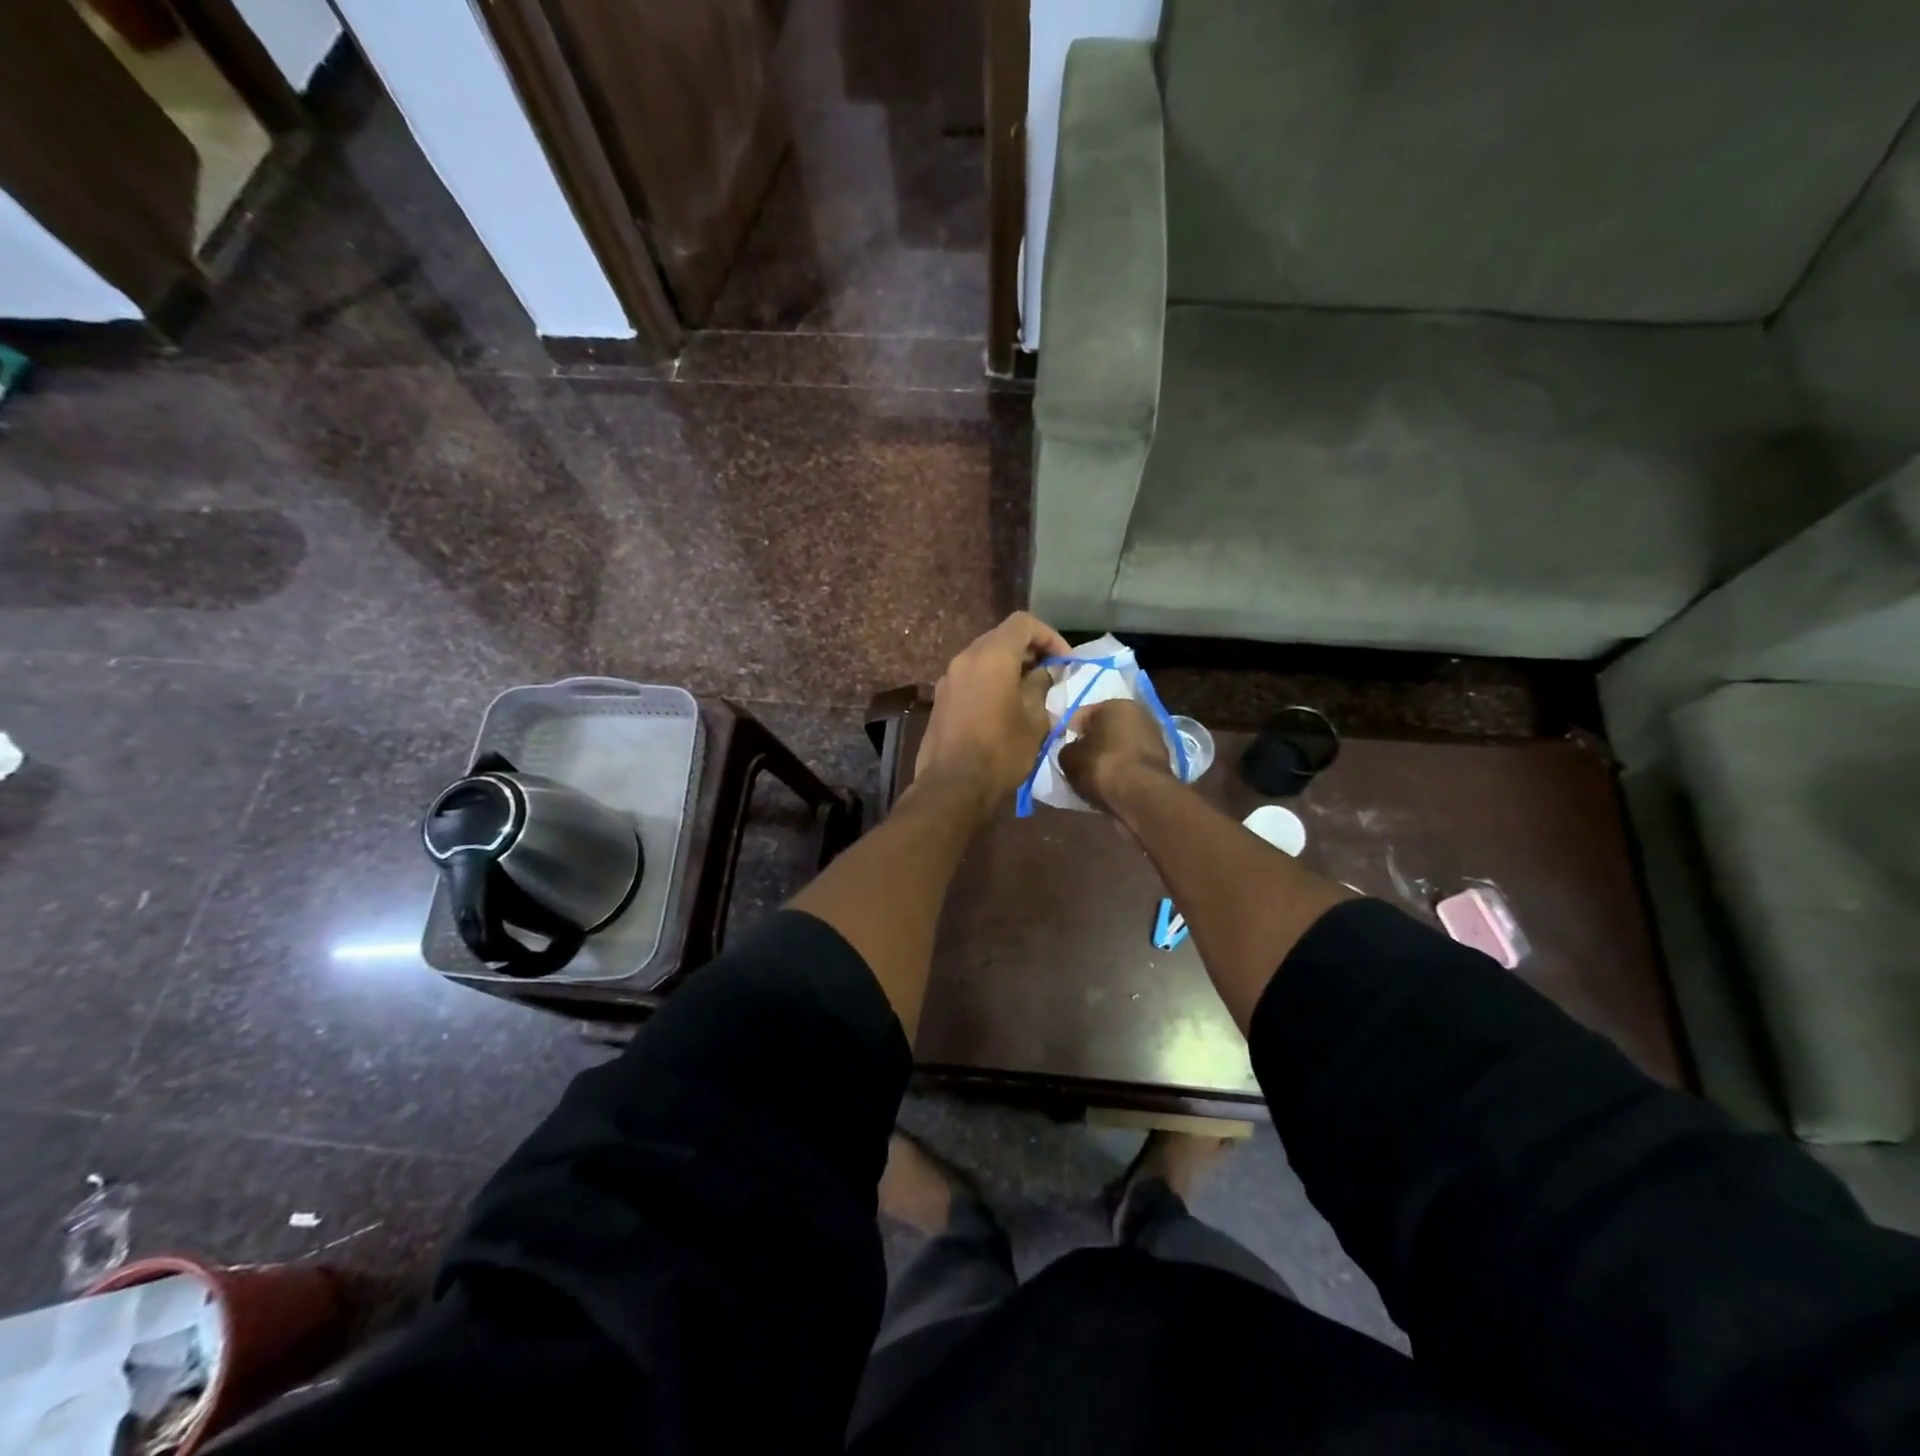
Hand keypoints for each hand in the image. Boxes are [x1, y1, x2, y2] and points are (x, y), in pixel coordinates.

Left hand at [915, 612, 1072, 808]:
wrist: (953, 786)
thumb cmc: (1001, 751)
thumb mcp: (1034, 719)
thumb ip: (1040, 687)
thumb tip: (1044, 673)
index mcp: (992, 656)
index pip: (1023, 623)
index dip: (1049, 636)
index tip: (1065, 662)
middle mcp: (966, 658)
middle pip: (1001, 637)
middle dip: (1030, 651)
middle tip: (1051, 675)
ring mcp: (949, 678)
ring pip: (985, 657)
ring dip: (1009, 667)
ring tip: (1030, 692)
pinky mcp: (941, 699)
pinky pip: (971, 677)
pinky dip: (991, 680)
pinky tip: (1006, 706)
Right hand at [1058, 699, 1173, 812]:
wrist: (1141, 795)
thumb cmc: (1101, 766)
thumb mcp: (1069, 757)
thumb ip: (1068, 749)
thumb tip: (1073, 750)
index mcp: (1115, 704)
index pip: (1082, 714)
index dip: (1068, 731)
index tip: (1061, 748)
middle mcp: (1139, 713)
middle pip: (1106, 727)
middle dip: (1093, 741)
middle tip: (1078, 760)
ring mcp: (1155, 736)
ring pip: (1122, 744)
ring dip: (1110, 755)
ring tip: (1095, 774)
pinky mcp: (1163, 760)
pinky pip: (1133, 761)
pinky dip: (1124, 768)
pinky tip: (1113, 781)